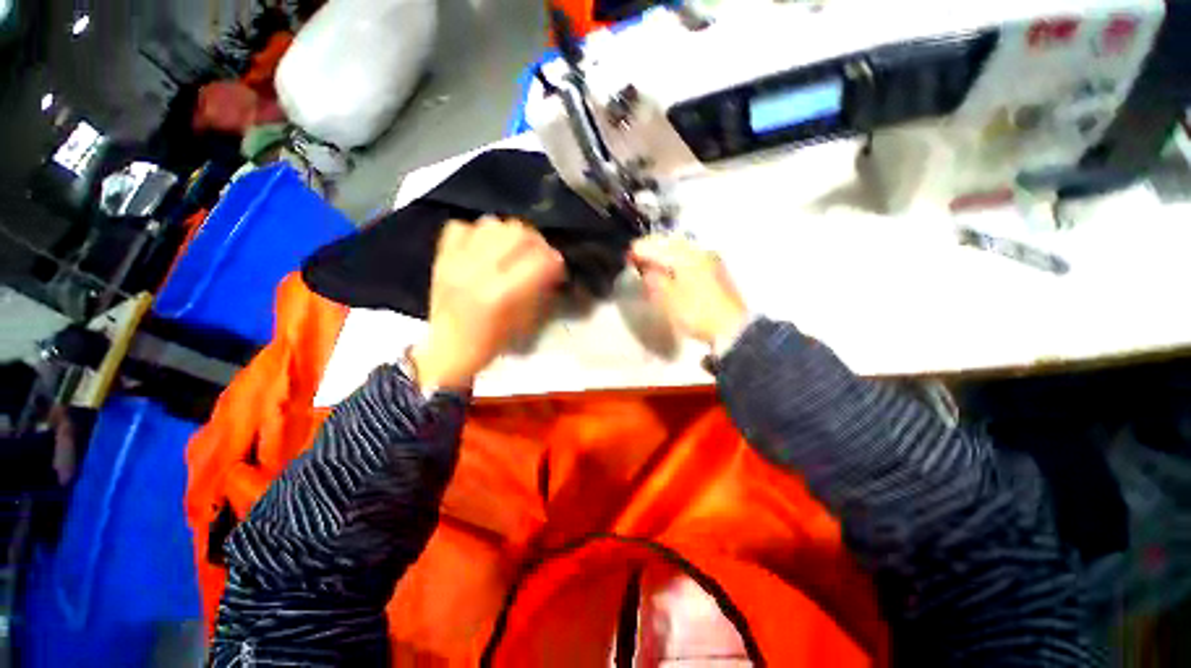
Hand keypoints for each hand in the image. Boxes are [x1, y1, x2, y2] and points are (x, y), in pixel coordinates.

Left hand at [411, 218, 565, 389]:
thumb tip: (551, 267)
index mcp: (500, 294)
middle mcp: (478, 270)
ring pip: (492, 224)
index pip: (539, 261)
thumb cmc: (490, 343)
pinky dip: (477, 233)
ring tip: (512, 249)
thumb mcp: (523, 323)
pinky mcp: (441, 257)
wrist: (447, 349)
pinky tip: (484, 247)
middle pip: (517, 233)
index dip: (555, 261)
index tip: (557, 269)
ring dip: (509, 234)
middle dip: (536, 242)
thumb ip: (539, 290)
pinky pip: (462, 226)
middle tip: (539, 255)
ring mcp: (456, 260)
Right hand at [630, 235, 747, 345]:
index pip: (657, 246)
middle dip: (653, 248)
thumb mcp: (669, 299)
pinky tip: (672, 269)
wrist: (732, 327)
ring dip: (665, 253)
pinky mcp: (716, 270)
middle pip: (671, 242)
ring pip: (681, 249)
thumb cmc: (696, 312)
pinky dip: (677, 260)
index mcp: (685, 256)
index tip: (628, 256)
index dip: (640, 250)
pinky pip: (690, 257)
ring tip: (653, 263)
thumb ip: (654, 280)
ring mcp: (710, 260)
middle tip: (638, 257)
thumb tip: (645, 268)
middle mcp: (698, 251)